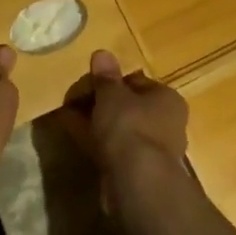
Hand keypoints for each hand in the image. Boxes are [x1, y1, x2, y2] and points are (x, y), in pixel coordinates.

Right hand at [58, 50, 188, 187]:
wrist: (136, 181)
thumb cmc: (130, 126)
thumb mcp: (112, 94)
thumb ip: (106, 76)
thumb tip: (102, 53)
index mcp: (168, 100)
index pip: (138, 83)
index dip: (113, 81)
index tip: (90, 81)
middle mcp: (166, 124)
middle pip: (129, 107)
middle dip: (103, 103)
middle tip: (76, 98)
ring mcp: (152, 151)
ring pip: (119, 130)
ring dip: (96, 123)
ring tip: (68, 114)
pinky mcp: (137, 172)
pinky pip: (112, 149)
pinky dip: (95, 141)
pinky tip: (73, 134)